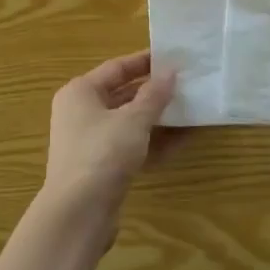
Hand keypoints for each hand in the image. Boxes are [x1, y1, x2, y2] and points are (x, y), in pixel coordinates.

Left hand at [41, 51, 176, 237]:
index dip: (145, 61)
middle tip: (186, 83)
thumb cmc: (102, 153)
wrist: (78, 213)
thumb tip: (171, 72)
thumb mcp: (133, 120)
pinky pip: (131, 146)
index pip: (117, 68)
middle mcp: (81, 113)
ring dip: (158, 118)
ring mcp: (90, 143)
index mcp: (80, 92)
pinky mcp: (101, 168)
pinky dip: (153, 142)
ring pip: (129, 123)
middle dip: (154, 91)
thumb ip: (154, 95)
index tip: (173, 56)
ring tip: (191, 109)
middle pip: (123, 95)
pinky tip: (182, 140)